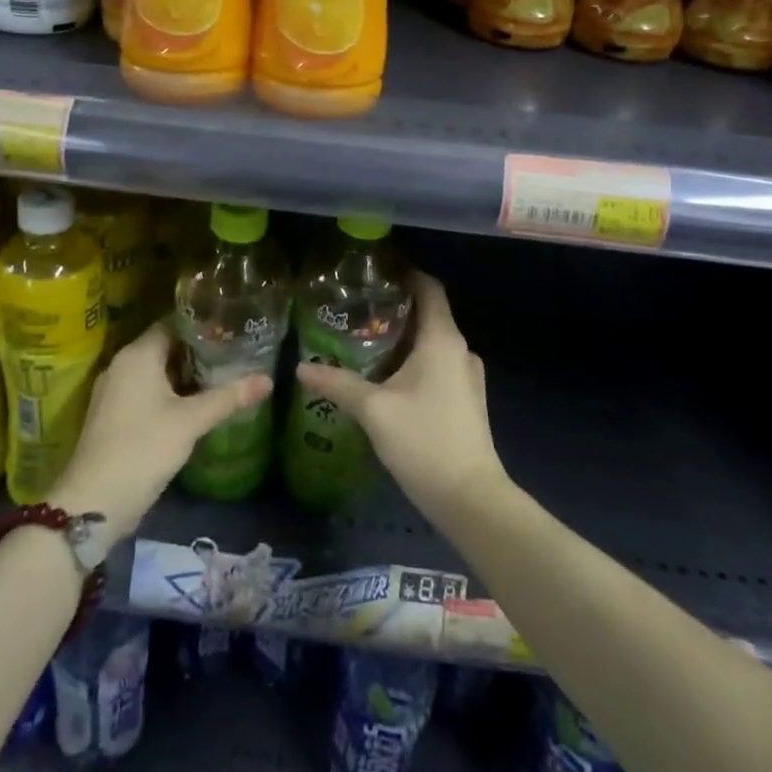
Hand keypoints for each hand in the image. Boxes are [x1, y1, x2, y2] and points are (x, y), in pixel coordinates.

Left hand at [47, 324, 270, 543]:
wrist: (93, 503)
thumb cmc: (143, 449)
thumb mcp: (190, 422)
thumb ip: (229, 397)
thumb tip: (268, 379)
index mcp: (137, 355)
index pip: (172, 322)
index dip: (202, 323)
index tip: (231, 325)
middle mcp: (122, 364)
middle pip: (165, 345)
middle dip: (198, 349)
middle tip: (234, 350)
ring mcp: (115, 391)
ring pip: (156, 370)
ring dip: (185, 372)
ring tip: (222, 373)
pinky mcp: (114, 414)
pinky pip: (146, 390)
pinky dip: (170, 391)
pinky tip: (195, 403)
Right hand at [294, 271, 509, 528]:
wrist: (471, 499)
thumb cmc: (425, 442)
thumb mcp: (374, 410)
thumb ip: (338, 384)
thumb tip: (301, 368)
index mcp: (443, 340)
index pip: (429, 288)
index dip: (406, 274)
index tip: (375, 272)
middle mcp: (460, 350)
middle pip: (428, 314)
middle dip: (394, 309)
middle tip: (356, 309)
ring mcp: (466, 376)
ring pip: (432, 343)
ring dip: (402, 338)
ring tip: (364, 341)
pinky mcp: (466, 400)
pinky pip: (437, 365)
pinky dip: (413, 361)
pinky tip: (386, 377)